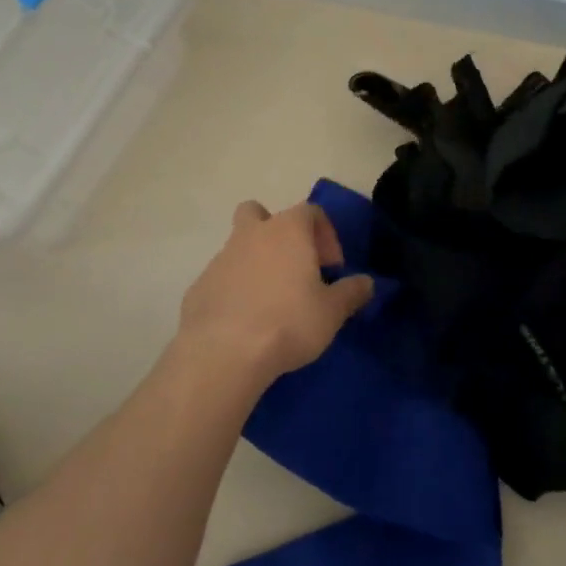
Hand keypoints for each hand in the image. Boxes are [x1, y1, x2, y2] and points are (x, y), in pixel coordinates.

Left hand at [176, 200, 375, 390]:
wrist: (224, 353)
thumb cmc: (288, 322)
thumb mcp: (332, 311)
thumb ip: (352, 292)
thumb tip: (366, 283)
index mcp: (287, 230)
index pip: (311, 211)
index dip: (326, 235)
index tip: (332, 268)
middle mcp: (251, 234)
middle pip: (260, 213)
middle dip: (277, 233)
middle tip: (293, 267)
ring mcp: (220, 259)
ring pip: (239, 247)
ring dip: (256, 264)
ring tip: (272, 303)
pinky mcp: (199, 286)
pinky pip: (222, 278)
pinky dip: (235, 291)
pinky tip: (246, 322)